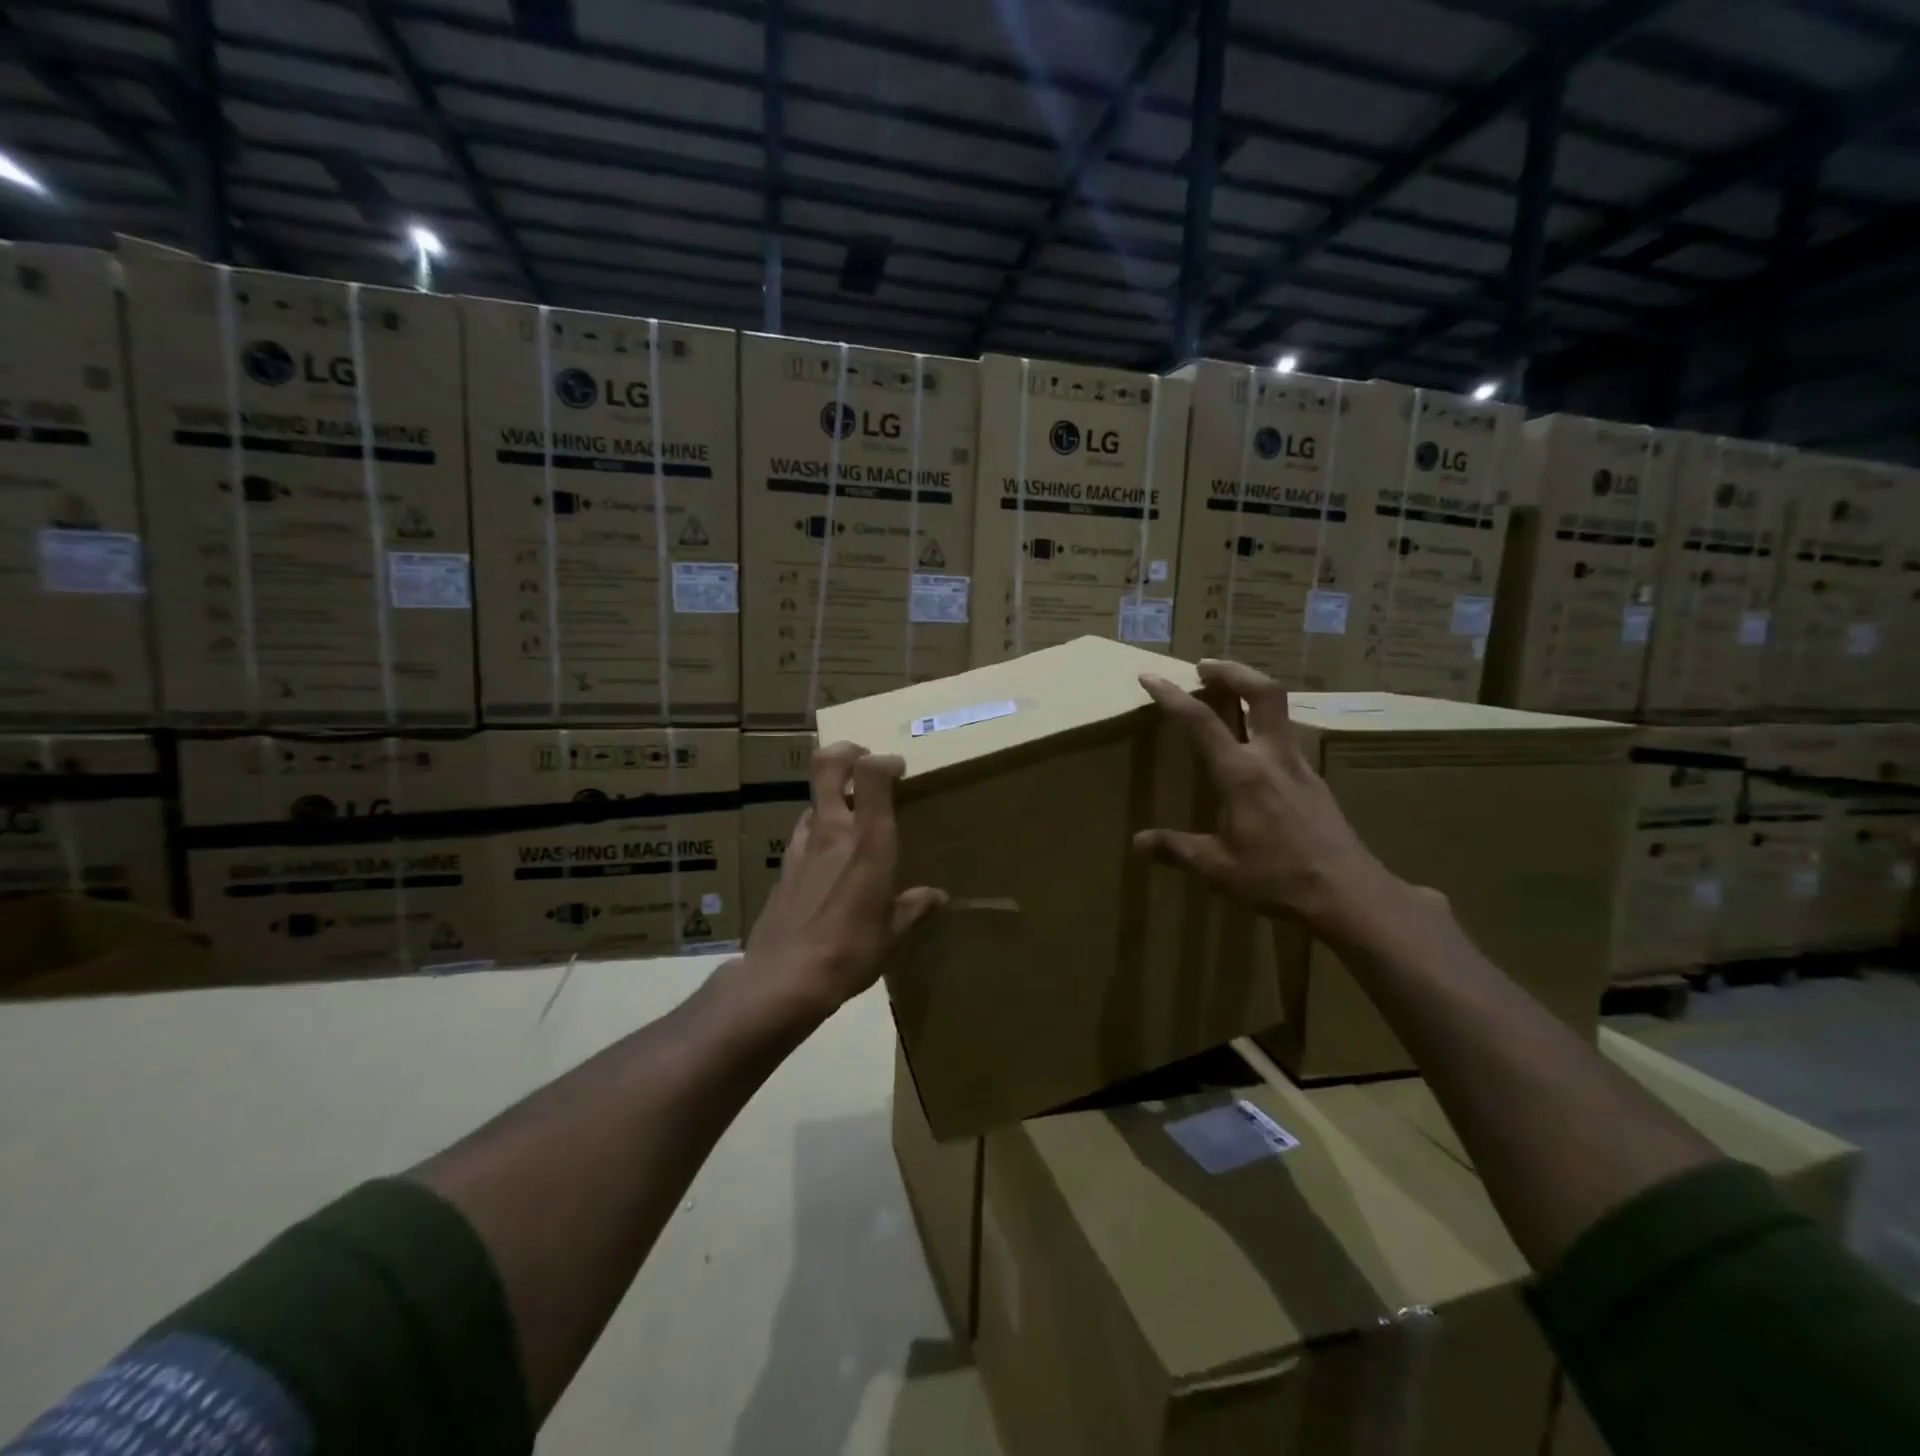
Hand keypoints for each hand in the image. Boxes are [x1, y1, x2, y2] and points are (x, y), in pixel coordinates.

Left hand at [745, 741, 946, 1014]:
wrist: (783, 979)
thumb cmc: (850, 952)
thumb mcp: (894, 936)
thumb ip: (915, 909)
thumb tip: (937, 897)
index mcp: (867, 841)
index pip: (871, 774)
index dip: (886, 761)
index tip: (899, 771)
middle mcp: (832, 831)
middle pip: (827, 766)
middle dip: (846, 752)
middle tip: (864, 762)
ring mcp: (801, 846)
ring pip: (813, 799)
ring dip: (832, 796)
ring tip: (850, 816)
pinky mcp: (783, 867)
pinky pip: (802, 831)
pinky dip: (817, 829)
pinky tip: (827, 857)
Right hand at [1134, 659, 1399, 934]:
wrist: (1350, 894)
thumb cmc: (1278, 879)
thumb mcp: (1217, 869)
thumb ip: (1176, 849)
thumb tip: (1138, 843)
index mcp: (1241, 774)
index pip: (1199, 721)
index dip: (1171, 695)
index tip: (1150, 676)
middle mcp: (1272, 758)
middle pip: (1261, 691)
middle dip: (1231, 670)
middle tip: (1205, 666)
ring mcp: (1300, 766)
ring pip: (1280, 710)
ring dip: (1252, 692)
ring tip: (1229, 697)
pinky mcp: (1316, 781)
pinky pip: (1288, 738)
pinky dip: (1266, 726)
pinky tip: (1255, 751)